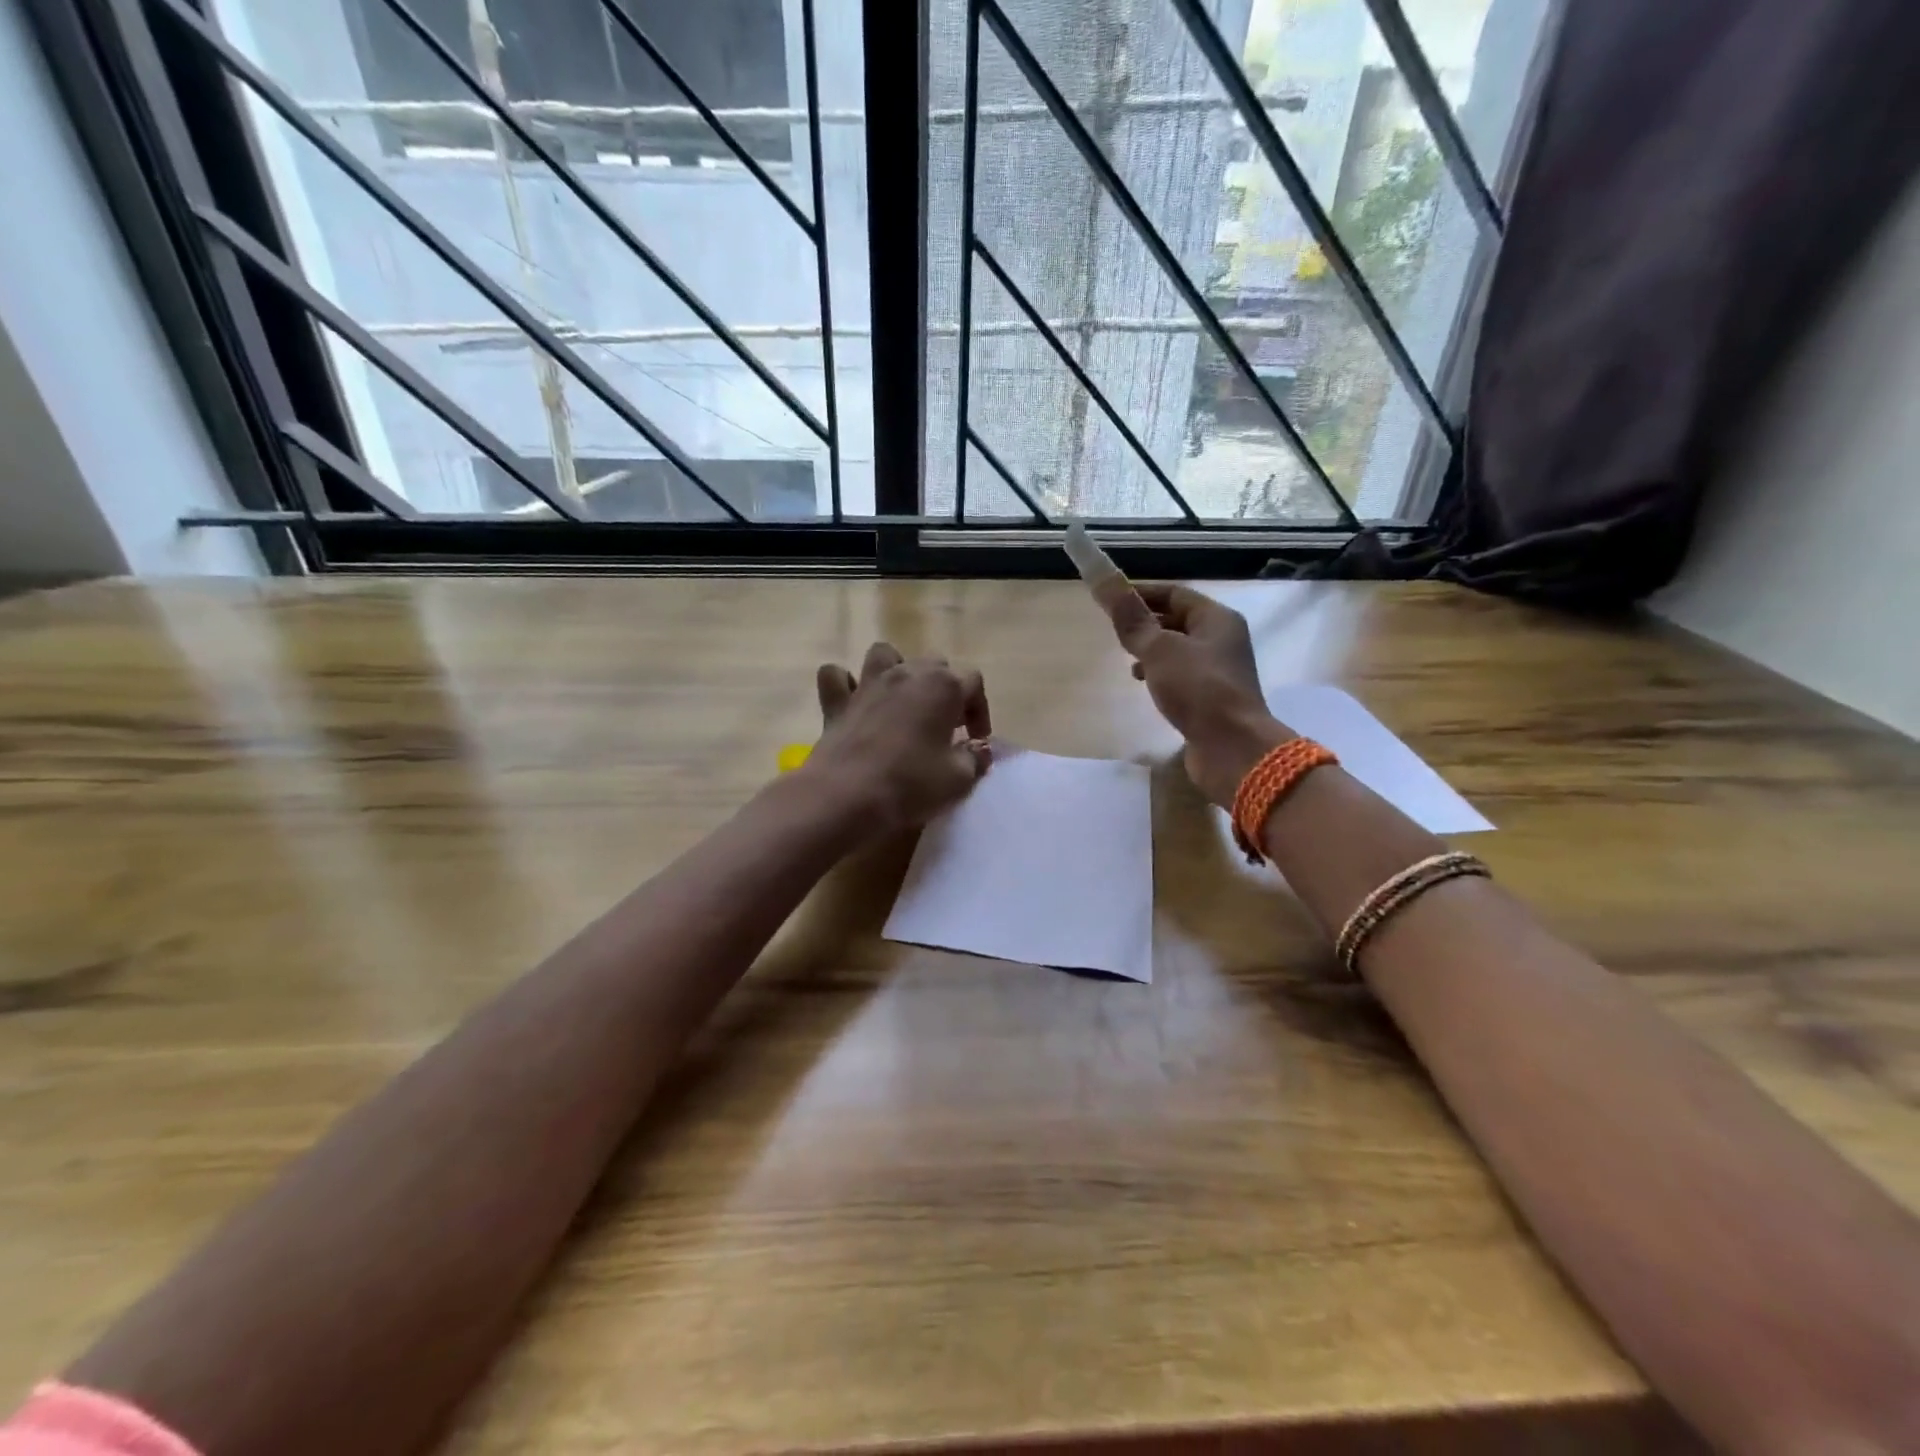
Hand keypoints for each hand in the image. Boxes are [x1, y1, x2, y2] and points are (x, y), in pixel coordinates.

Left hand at [802, 642, 992, 832]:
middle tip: (944, 725)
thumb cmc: (910, 783)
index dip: (979, 710)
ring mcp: (868, 682)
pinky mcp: (836, 700)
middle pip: (934, 665)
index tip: (975, 739)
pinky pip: (837, 676)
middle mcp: (907, 673)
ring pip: (885, 654)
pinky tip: (853, 702)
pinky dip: (845, 684)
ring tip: (902, 700)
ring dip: (897, 671)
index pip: (973, 682)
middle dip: (944, 690)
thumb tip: (979, 749)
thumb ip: (975, 758)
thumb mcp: (958, 779)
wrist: (846, 796)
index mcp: (942, 686)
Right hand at [1094, 580, 1292, 808]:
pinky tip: (1146, 686)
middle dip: (1146, 623)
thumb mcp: (1158, 648)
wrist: (1233, 748)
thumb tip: (1102, 578)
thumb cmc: (1198, 689)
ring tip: (1128, 661)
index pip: (1174, 593)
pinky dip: (1162, 675)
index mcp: (1217, 619)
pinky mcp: (1213, 698)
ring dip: (1152, 651)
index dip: (1141, 593)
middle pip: (1178, 620)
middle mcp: (1223, 639)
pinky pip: (1183, 676)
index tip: (1110, 602)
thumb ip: (1130, 617)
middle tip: (1115, 633)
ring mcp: (1219, 671)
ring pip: (1179, 650)